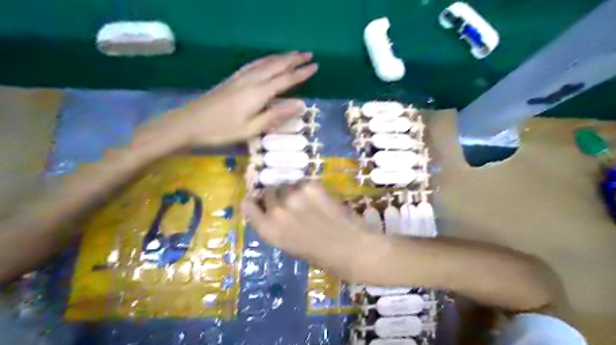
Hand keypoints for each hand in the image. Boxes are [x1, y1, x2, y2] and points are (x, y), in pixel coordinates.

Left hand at [162, 51, 316, 145]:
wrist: (189, 123)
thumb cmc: (221, 130)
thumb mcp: (251, 129)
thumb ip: (275, 116)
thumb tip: (299, 105)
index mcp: (258, 93)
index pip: (285, 79)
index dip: (301, 73)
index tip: (315, 67)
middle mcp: (251, 81)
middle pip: (276, 66)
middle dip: (294, 59)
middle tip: (309, 55)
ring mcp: (240, 78)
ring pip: (265, 62)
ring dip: (281, 57)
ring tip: (294, 54)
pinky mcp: (232, 79)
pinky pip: (254, 64)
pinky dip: (265, 59)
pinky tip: (268, 60)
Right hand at [241, 182, 380, 281]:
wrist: (350, 247)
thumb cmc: (320, 255)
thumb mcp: (289, 245)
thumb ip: (276, 226)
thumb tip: (273, 210)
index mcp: (269, 230)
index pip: (248, 205)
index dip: (255, 201)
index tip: (261, 201)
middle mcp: (276, 211)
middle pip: (269, 191)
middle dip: (277, 196)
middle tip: (292, 204)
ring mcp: (293, 196)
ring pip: (287, 184)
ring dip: (293, 190)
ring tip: (307, 201)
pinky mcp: (310, 186)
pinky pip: (303, 182)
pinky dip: (308, 188)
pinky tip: (320, 199)